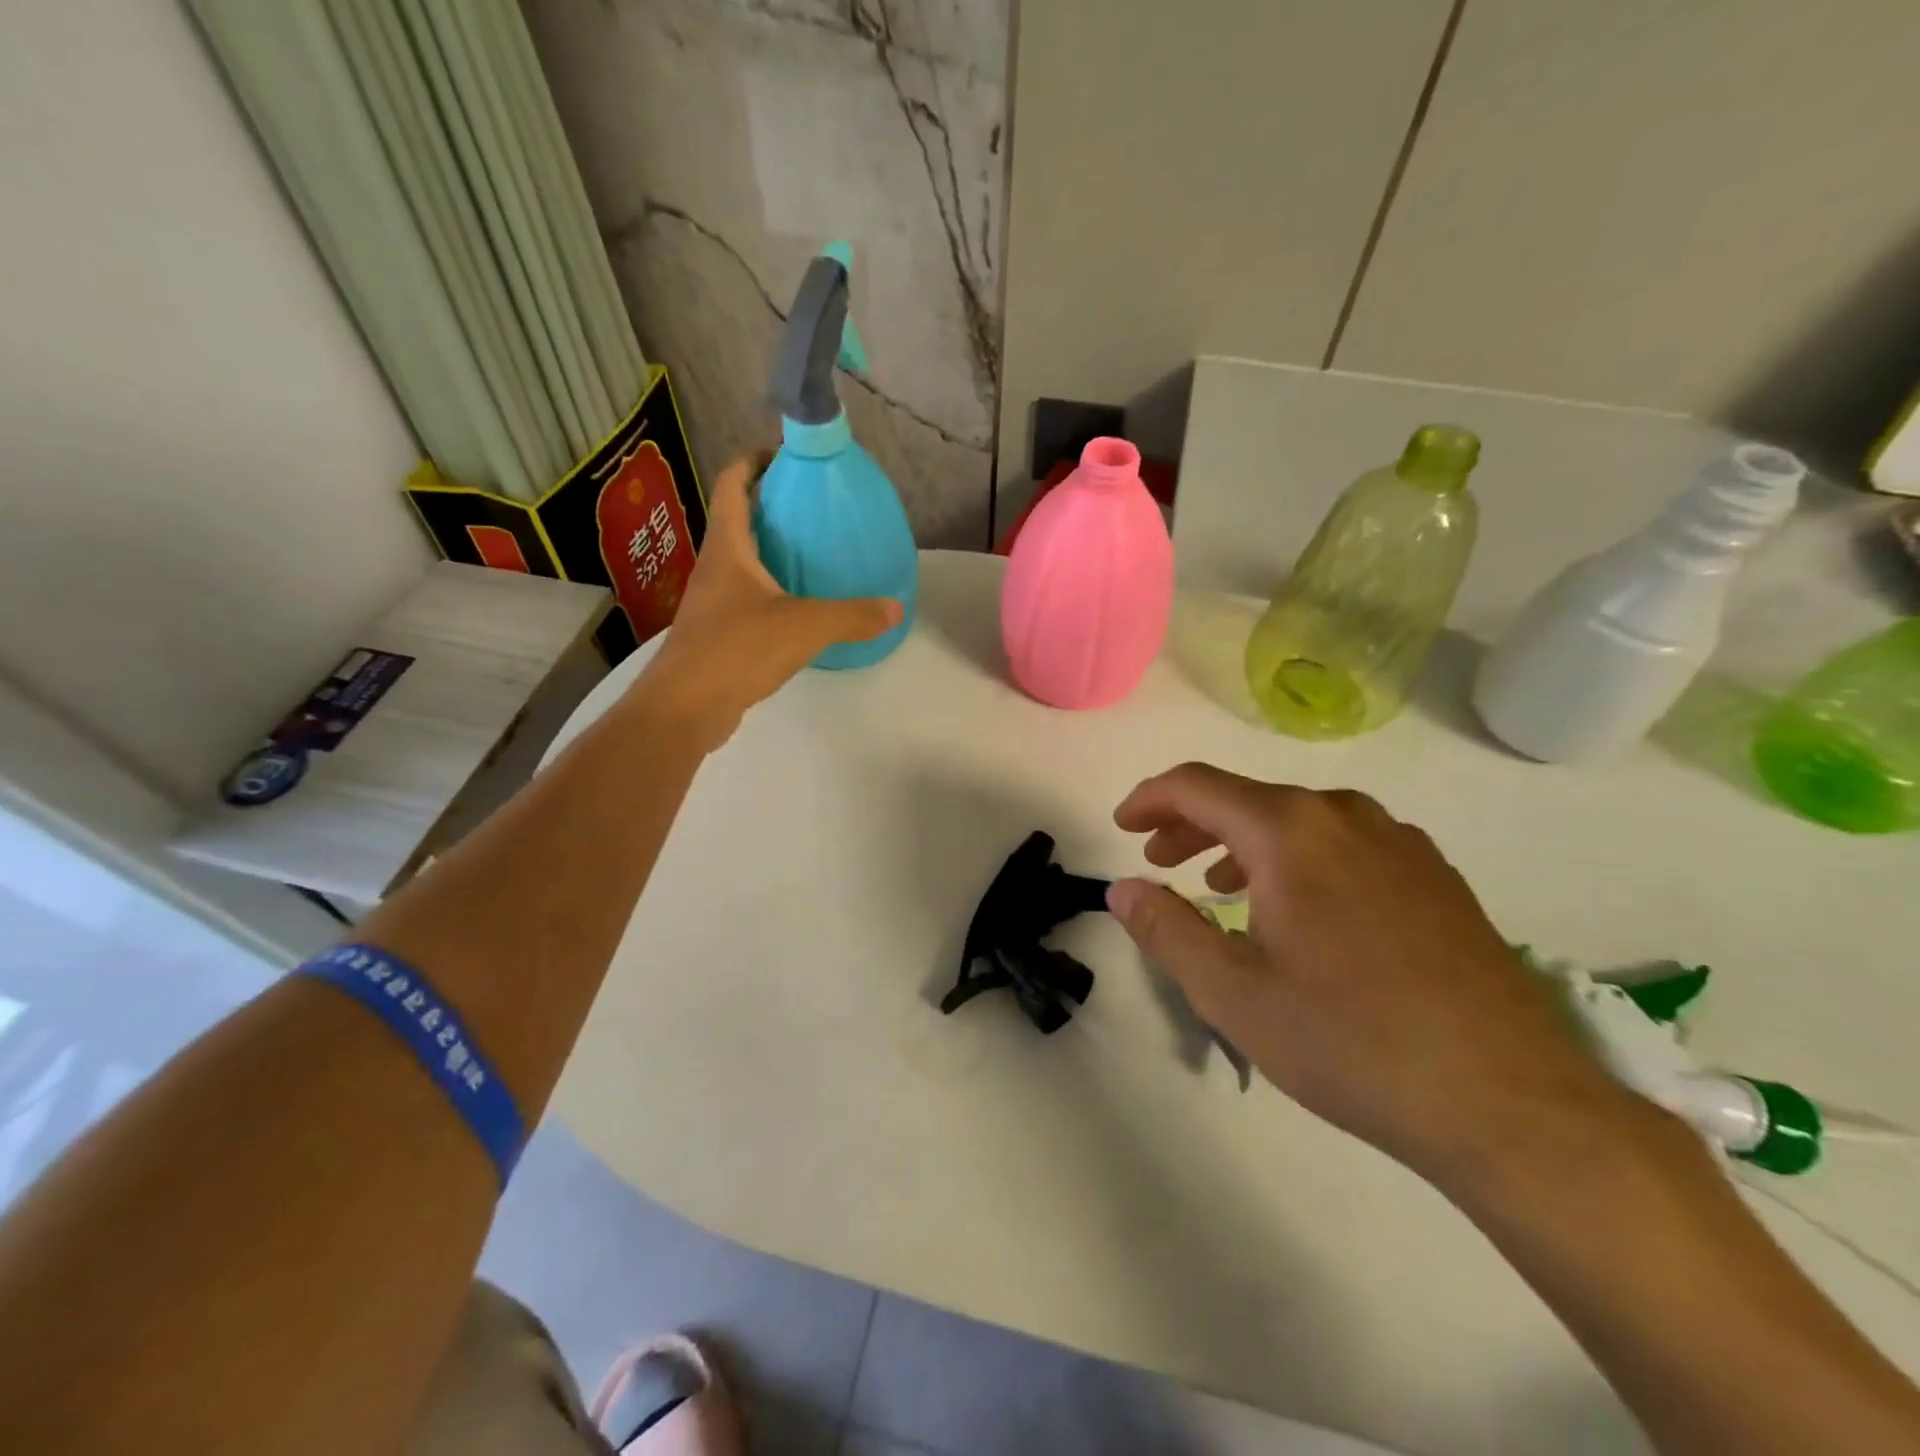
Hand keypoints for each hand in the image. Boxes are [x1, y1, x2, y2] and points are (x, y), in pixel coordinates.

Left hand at [637, 451, 902, 745]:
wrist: (687, 706)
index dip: (753, 461)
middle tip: (811, 506)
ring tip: (810, 552)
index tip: (784, 454)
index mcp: (728, 549)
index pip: (731, 485)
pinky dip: (769, 590)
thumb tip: (895, 608)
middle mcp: (714, 568)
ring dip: (768, 550)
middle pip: (736, 520)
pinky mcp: (716, 633)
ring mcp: (711, 602)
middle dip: (769, 505)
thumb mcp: (806, 626)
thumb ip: (852, 615)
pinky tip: (798, 606)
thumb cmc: (738, 649)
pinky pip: (745, 597)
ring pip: (740, 562)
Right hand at [1106, 764, 1636, 1185]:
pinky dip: (1299, 859)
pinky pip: (1345, 843)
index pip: (1197, 786)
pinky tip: (1302, 910)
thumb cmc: (1349, 1041)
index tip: (1122, 827)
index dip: (1149, 799)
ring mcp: (1400, 842)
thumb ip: (1165, 929)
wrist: (1511, 1103)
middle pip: (1248, 798)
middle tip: (1161, 862)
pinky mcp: (1436, 876)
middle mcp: (1345, 816)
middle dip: (1192, 824)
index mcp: (1289, 831)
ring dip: (1245, 842)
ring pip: (1299, 820)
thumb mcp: (1231, 992)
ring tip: (1221, 886)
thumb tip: (1122, 888)